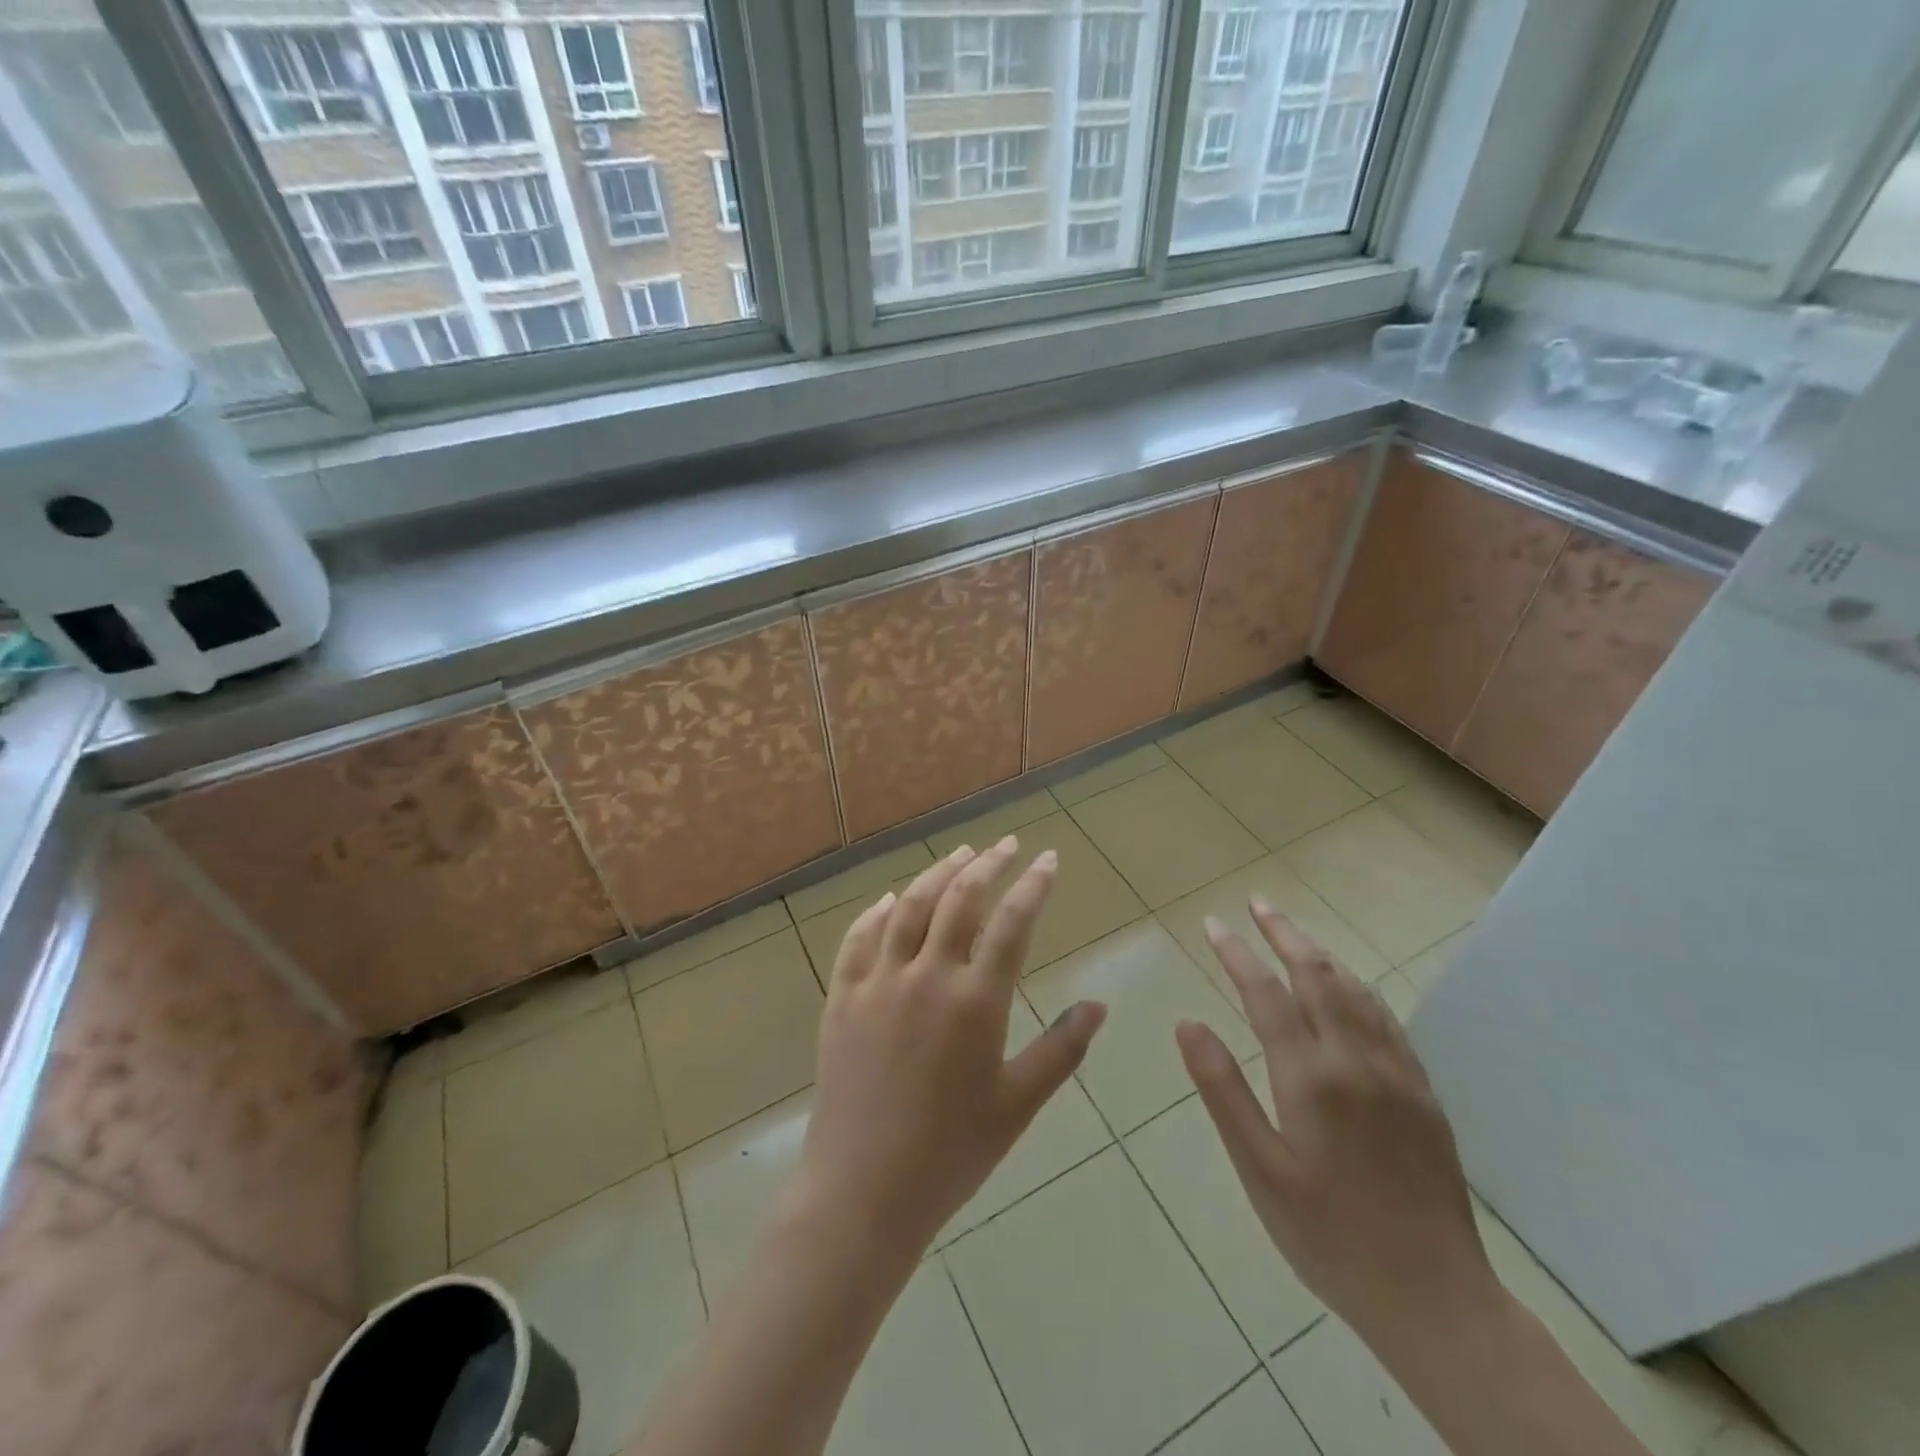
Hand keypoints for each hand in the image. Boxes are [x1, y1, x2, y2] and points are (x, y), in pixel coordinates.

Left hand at [791, 836, 1107, 1262]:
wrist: (863, 1191)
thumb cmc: (952, 1153)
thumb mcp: (1018, 1104)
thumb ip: (1062, 1049)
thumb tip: (1099, 1004)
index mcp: (975, 1002)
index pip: (1012, 923)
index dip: (1033, 885)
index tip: (1047, 858)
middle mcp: (926, 977)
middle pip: (959, 900)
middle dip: (988, 864)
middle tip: (1007, 844)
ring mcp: (878, 983)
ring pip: (909, 907)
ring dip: (937, 873)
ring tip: (960, 855)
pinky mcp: (842, 997)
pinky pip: (859, 938)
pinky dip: (879, 911)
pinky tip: (892, 899)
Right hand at [1176, 900, 1498, 1352]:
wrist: (1435, 1298)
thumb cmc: (1328, 1236)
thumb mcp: (1259, 1171)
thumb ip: (1223, 1091)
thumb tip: (1188, 1023)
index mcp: (1311, 1078)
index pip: (1265, 994)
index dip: (1237, 953)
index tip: (1213, 924)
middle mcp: (1356, 1060)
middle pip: (1316, 975)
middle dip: (1283, 933)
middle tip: (1257, 904)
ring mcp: (1396, 1073)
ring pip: (1355, 990)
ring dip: (1320, 952)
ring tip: (1292, 931)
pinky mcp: (1422, 1092)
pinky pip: (1386, 1018)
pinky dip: (1357, 986)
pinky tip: (1347, 984)